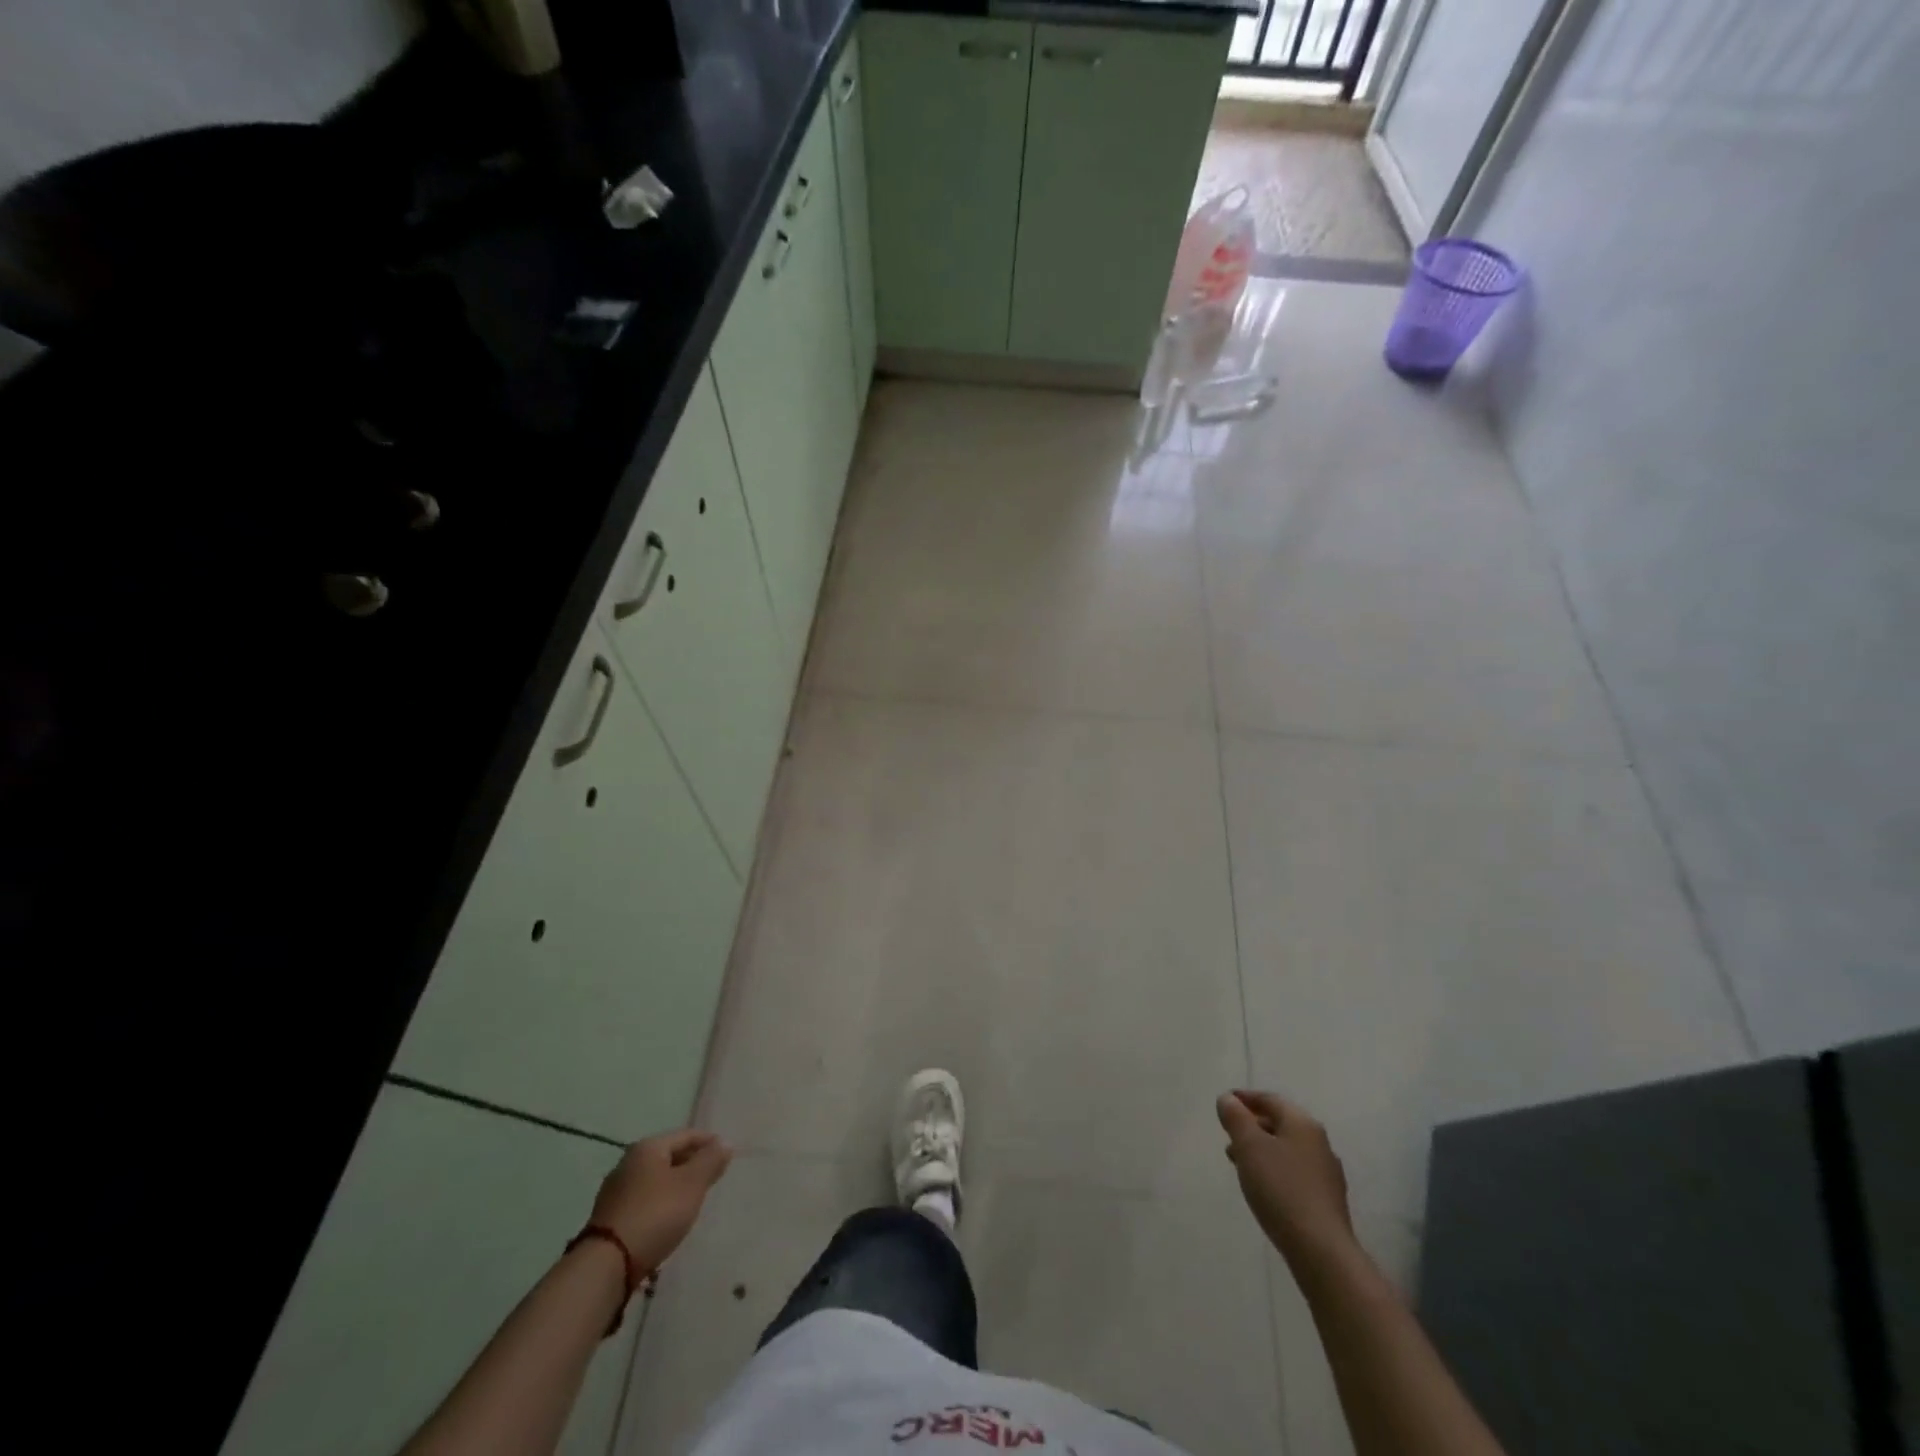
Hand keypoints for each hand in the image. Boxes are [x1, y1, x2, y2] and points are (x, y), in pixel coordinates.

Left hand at [590, 1129, 732, 1272]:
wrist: (606, 1265)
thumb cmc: (655, 1214)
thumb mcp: (691, 1184)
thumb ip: (710, 1161)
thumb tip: (724, 1143)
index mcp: (648, 1147)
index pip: (686, 1135)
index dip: (708, 1142)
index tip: (726, 1154)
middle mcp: (628, 1163)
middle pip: (668, 1156)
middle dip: (691, 1163)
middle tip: (712, 1176)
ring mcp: (615, 1192)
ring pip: (655, 1179)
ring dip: (675, 1185)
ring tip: (693, 1199)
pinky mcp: (610, 1218)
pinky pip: (644, 1201)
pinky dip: (660, 1203)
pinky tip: (668, 1218)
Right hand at [1217, 1091, 1355, 1267]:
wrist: (1321, 1251)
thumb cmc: (1281, 1188)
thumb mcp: (1249, 1146)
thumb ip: (1235, 1117)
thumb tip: (1228, 1099)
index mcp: (1302, 1124)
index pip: (1270, 1100)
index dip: (1245, 1098)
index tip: (1224, 1102)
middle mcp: (1319, 1143)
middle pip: (1280, 1124)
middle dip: (1252, 1126)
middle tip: (1228, 1134)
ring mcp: (1326, 1173)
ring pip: (1286, 1150)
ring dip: (1262, 1150)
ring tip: (1239, 1162)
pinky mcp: (1327, 1200)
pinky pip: (1294, 1173)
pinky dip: (1274, 1169)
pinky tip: (1262, 1186)